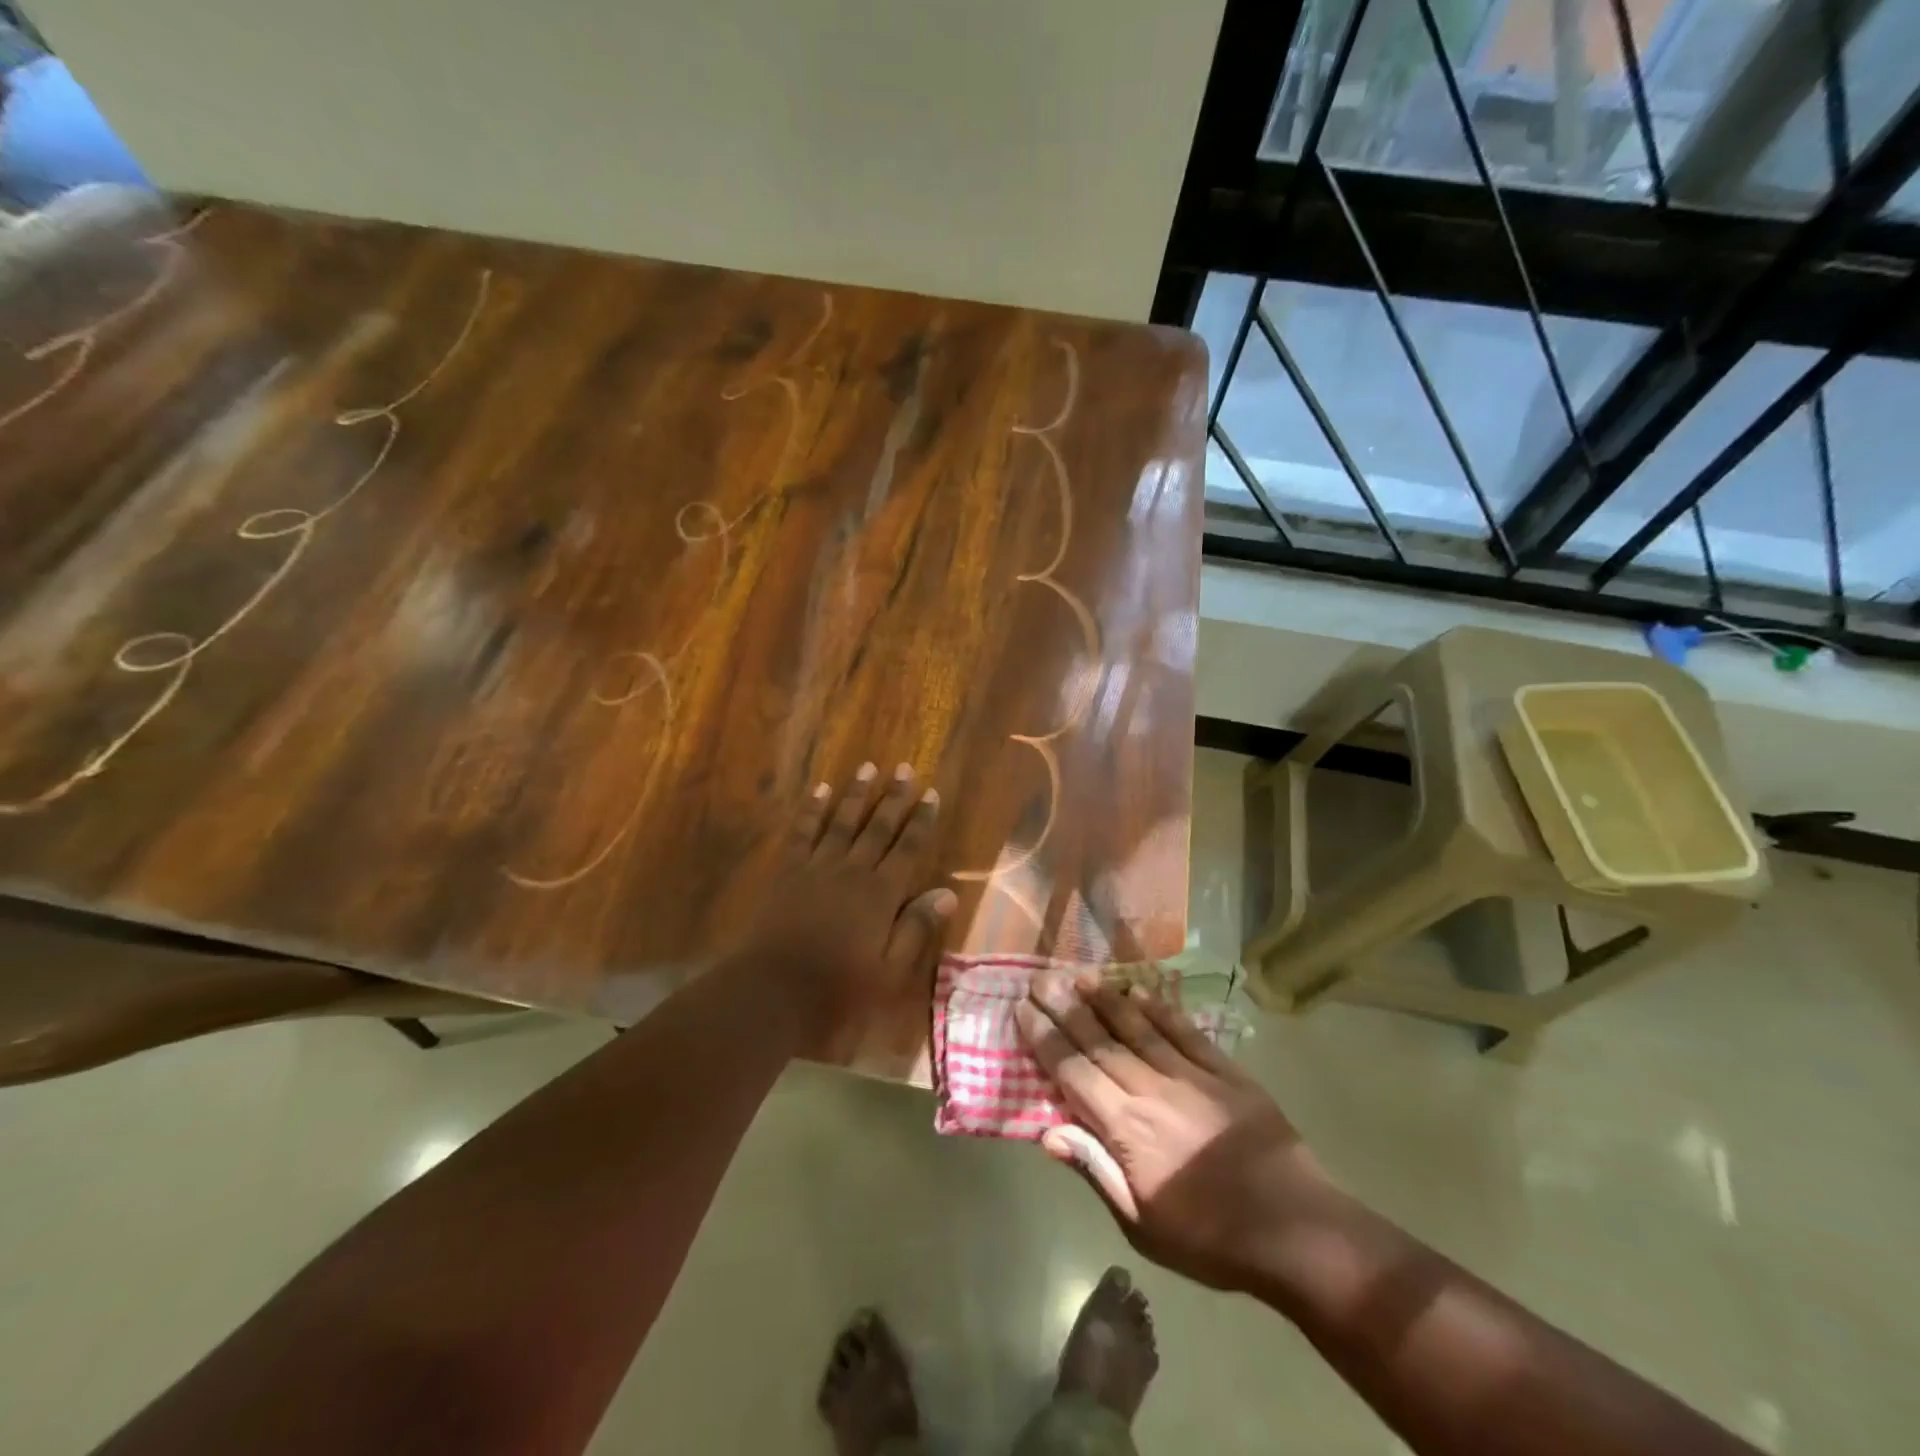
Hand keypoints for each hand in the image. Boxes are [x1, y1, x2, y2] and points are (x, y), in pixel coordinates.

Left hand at [731, 762, 955, 1047]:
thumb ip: (917, 928)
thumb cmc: (839, 988)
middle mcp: (853, 869)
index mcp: (882, 893)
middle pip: (878, 826)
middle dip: (894, 797)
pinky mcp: (788, 870)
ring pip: (842, 821)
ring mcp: (818, 866)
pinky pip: (803, 831)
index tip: (931, 793)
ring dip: (856, 794)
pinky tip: (820, 790)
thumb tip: (948, 893)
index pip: (908, 847)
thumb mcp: (890, 970)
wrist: (774, 990)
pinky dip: (812, 809)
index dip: (921, 820)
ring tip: (867, 767)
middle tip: (905, 768)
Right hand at [1016, 974, 1338, 1290]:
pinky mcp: (1225, 1071)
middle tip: (1041, 979)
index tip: (1023, 1010)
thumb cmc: (1211, 1238)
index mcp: (1128, 1129)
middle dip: (1066, 1008)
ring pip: (1138, 1027)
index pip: (1074, 1072)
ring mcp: (1192, 1075)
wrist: (1297, 1230)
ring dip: (1105, 999)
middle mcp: (1152, 1090)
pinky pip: (1184, 1031)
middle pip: (1100, 1040)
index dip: (1045, 1038)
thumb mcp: (1143, 1225)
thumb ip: (1096, 1171)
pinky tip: (1138, 992)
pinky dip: (1158, 1008)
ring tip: (1079, 974)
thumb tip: (1048, 1132)